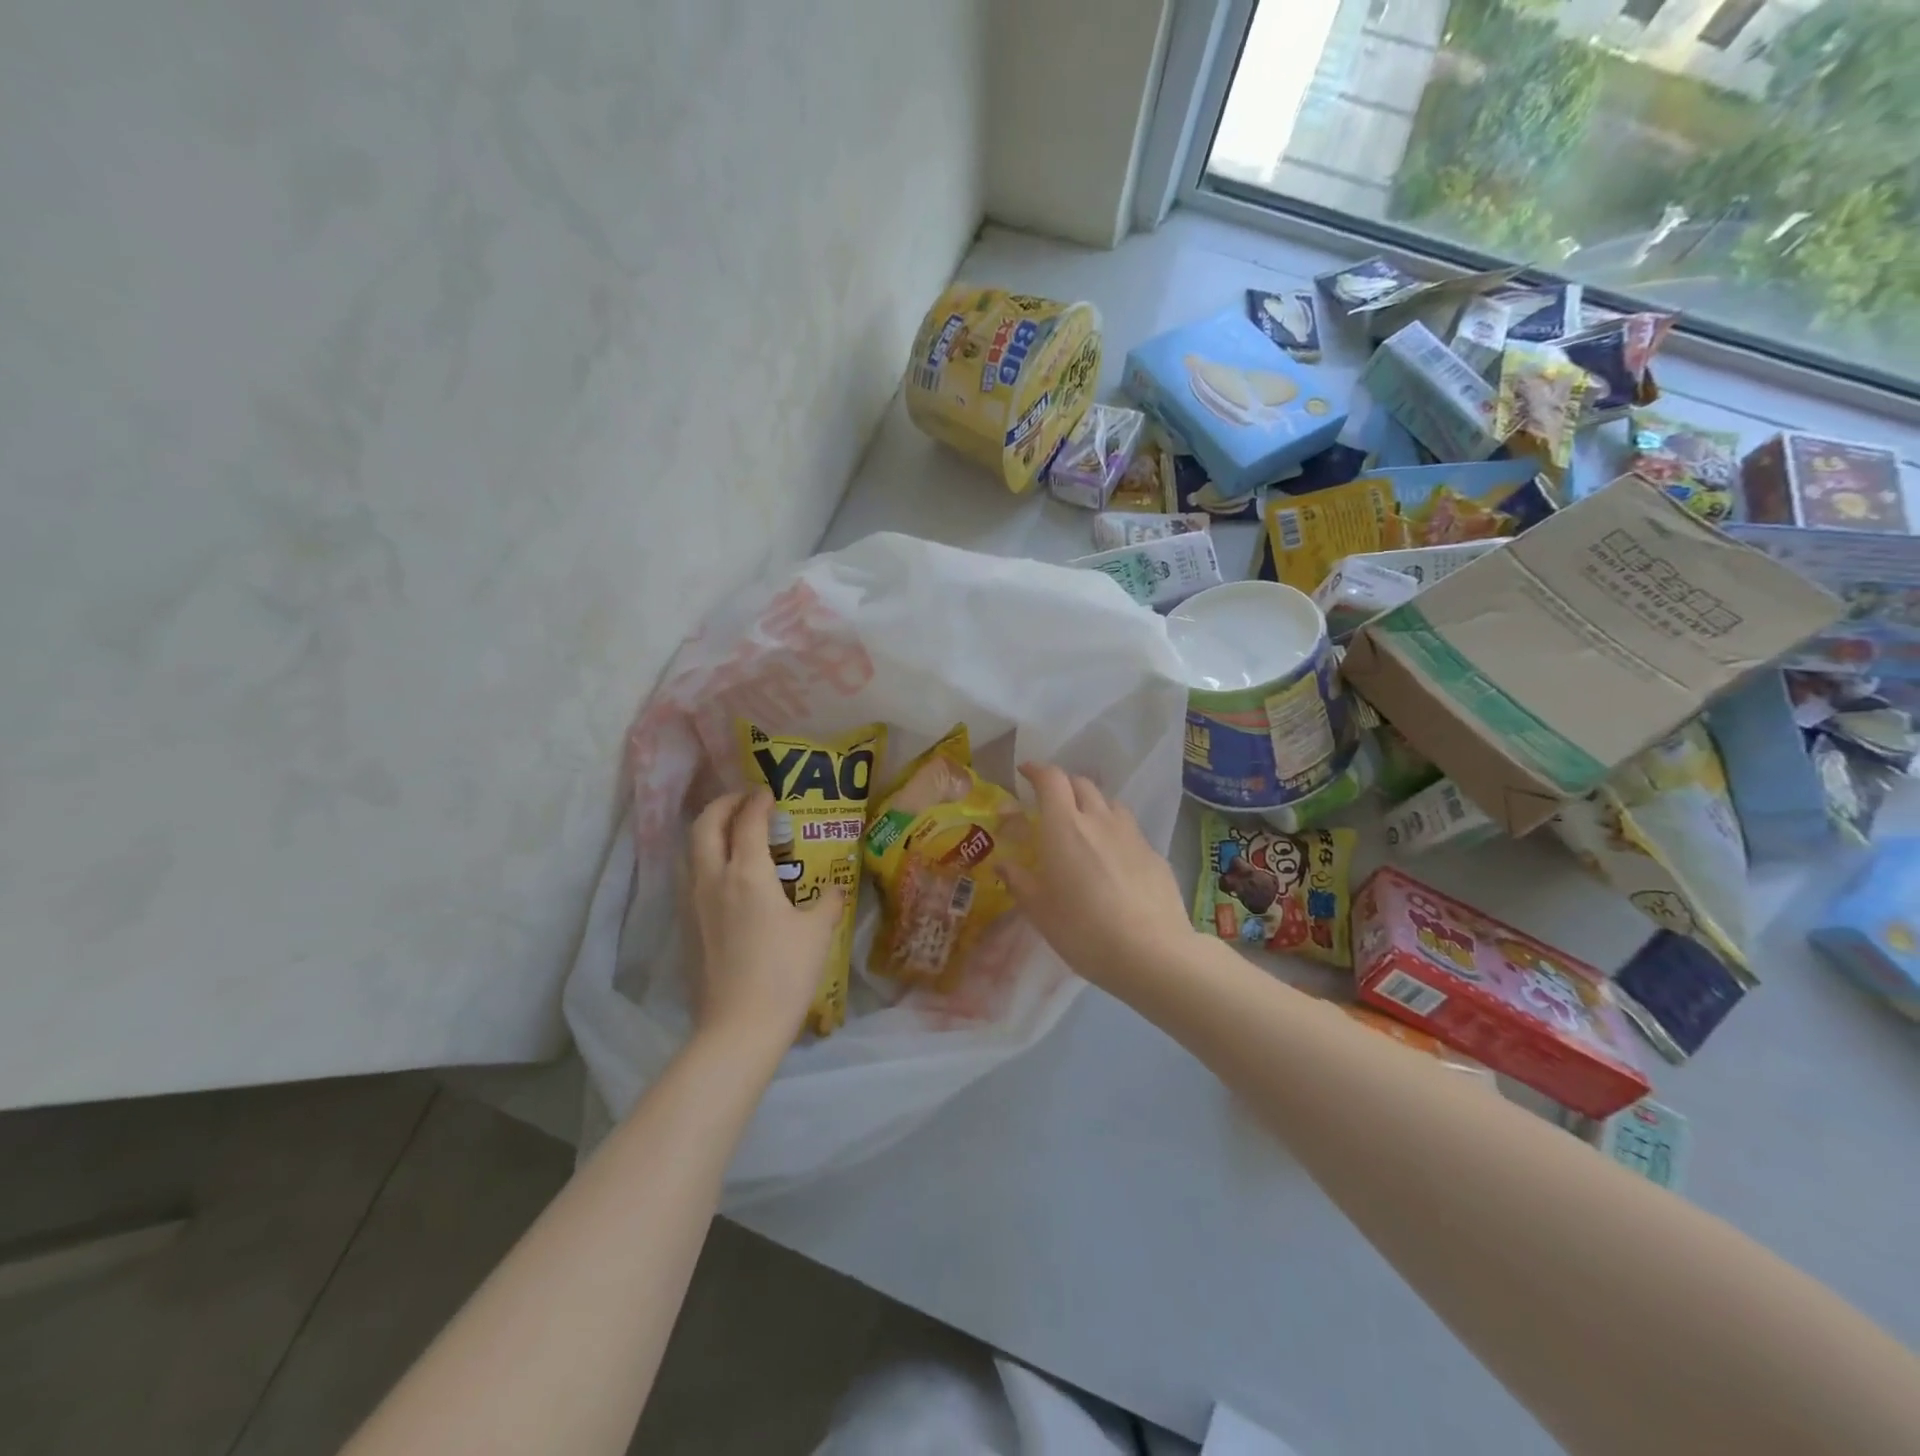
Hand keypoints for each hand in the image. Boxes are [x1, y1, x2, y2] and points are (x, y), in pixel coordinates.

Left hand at [688, 789, 841, 1049]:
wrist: (738, 1026)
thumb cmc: (784, 973)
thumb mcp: (818, 933)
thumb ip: (827, 902)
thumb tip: (835, 890)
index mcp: (747, 873)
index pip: (748, 821)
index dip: (759, 801)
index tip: (771, 792)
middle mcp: (713, 879)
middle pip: (705, 825)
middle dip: (723, 804)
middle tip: (744, 801)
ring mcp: (694, 904)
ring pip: (692, 851)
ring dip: (710, 831)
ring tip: (734, 834)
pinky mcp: (687, 927)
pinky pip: (692, 877)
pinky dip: (706, 860)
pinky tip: (728, 878)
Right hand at [1000, 763, 1193, 991]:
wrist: (1152, 953)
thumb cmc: (1084, 930)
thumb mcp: (1040, 911)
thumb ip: (1020, 881)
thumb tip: (1004, 863)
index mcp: (1064, 827)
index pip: (1051, 779)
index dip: (1037, 770)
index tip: (1025, 772)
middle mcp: (1099, 820)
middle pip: (1081, 784)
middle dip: (1063, 785)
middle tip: (1050, 802)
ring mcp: (1131, 835)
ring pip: (1109, 803)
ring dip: (1092, 804)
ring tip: (1084, 825)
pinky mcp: (1154, 853)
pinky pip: (1129, 829)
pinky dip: (1114, 831)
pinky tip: (1113, 858)